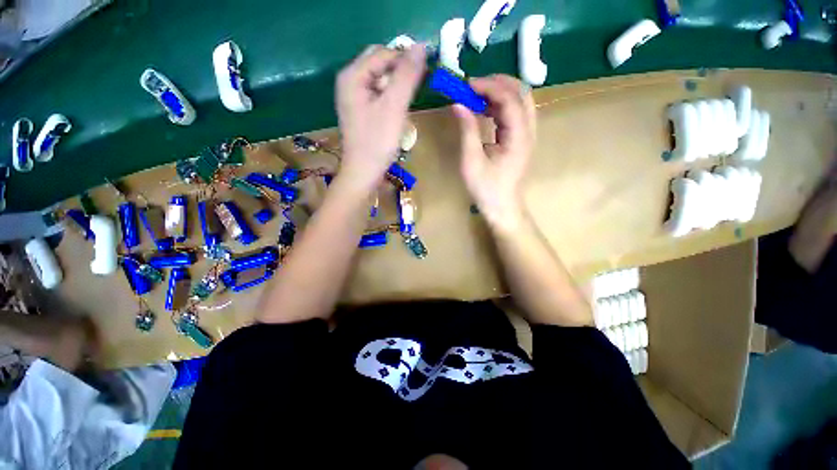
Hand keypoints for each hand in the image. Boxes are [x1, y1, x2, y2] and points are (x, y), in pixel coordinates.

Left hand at [335, 44, 426, 190]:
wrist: (363, 172)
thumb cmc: (377, 142)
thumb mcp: (394, 107)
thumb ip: (407, 75)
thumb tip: (421, 45)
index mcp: (353, 75)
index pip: (384, 53)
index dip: (406, 59)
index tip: (426, 74)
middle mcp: (349, 80)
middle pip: (380, 63)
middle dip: (401, 71)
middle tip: (417, 88)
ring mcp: (353, 96)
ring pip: (380, 78)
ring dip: (397, 84)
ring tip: (408, 102)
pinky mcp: (359, 109)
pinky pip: (378, 93)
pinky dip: (391, 96)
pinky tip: (398, 110)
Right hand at [452, 75, 536, 231]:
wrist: (502, 207)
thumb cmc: (486, 189)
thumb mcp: (472, 161)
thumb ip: (467, 131)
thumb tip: (458, 104)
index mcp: (519, 137)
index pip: (510, 99)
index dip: (488, 87)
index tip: (466, 85)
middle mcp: (529, 131)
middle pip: (521, 93)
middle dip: (497, 83)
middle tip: (472, 86)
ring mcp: (528, 134)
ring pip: (520, 100)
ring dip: (499, 93)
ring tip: (476, 96)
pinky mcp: (522, 139)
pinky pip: (515, 113)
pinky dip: (500, 105)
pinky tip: (484, 110)